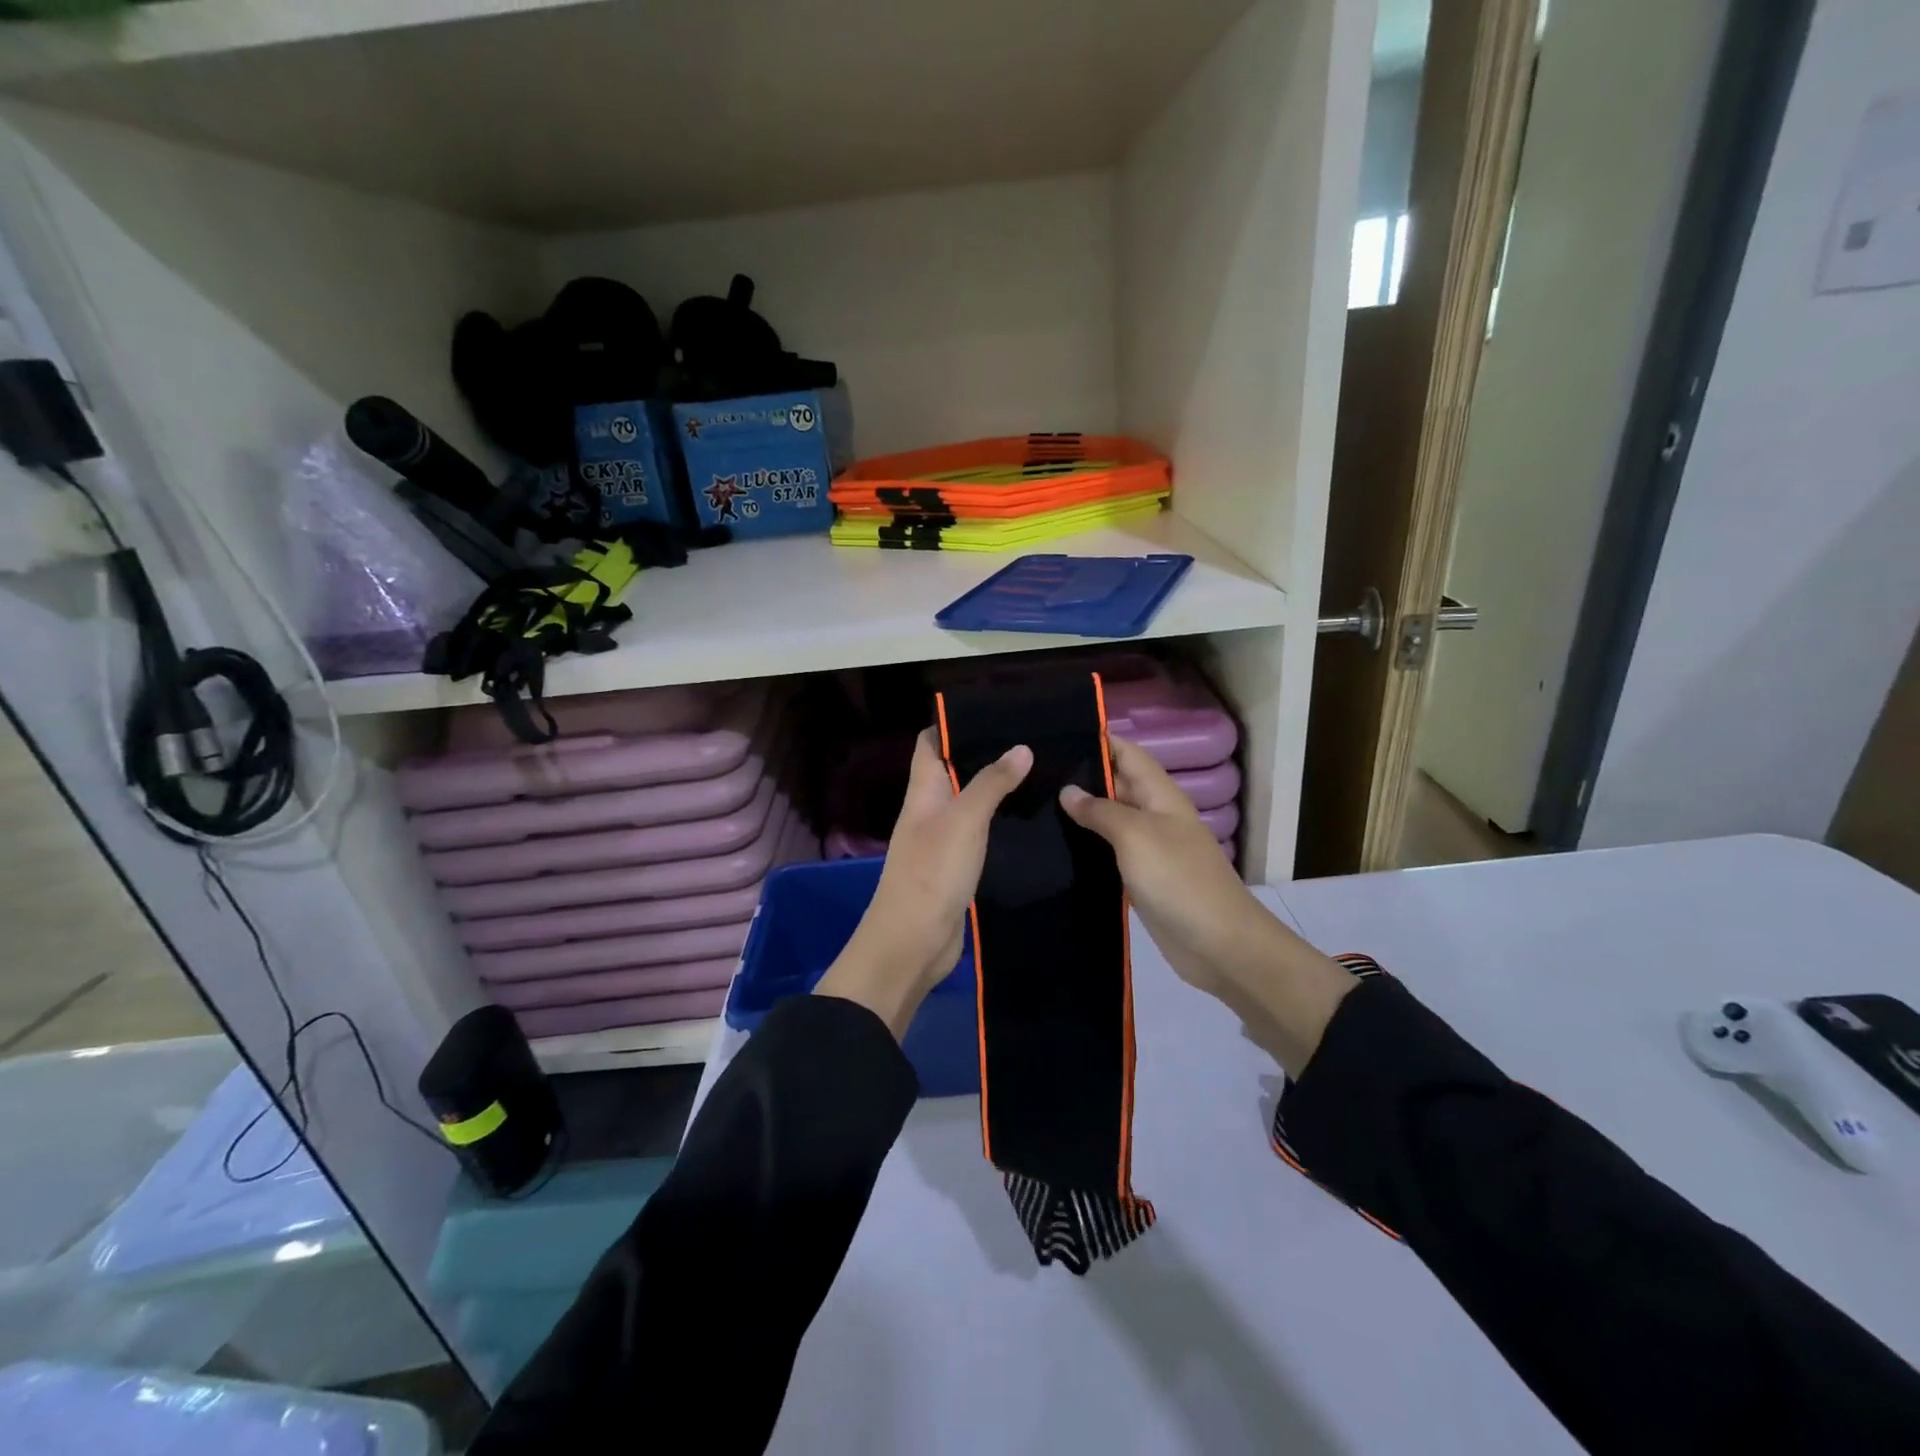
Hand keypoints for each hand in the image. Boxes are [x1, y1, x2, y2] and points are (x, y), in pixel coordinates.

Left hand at [814, 728, 1031, 1038]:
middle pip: (953, 771)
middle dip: (985, 754)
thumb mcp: (964, 821)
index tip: (995, 710)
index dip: (953, 724)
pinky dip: (1001, 823)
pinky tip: (1031, 818)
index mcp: (922, 792)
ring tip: (1041, 771)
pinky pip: (980, 835)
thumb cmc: (932, 872)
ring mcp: (943, 841)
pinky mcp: (958, 867)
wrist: (913, 943)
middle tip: (1033, 739)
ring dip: (997, 789)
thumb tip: (1021, 747)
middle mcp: (930, 810)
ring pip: (970, 803)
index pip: (929, 743)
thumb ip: (991, 783)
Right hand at [1060, 735, 1355, 1073]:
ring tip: (1034, 805)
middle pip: (1116, 785)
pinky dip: (1086, 848)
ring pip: (1110, 821)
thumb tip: (1068, 790)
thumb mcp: (1136, 836)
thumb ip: (1101, 810)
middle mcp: (1154, 816)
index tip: (1056, 736)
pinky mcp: (1140, 879)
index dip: (1098, 741)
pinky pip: (1109, 854)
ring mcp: (1148, 850)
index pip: (1127, 754)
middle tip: (1031, 773)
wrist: (1217, 944)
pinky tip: (1054, 848)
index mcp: (1161, 796)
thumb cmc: (1178, 880)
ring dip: (1080, 814)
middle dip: (1081, 777)